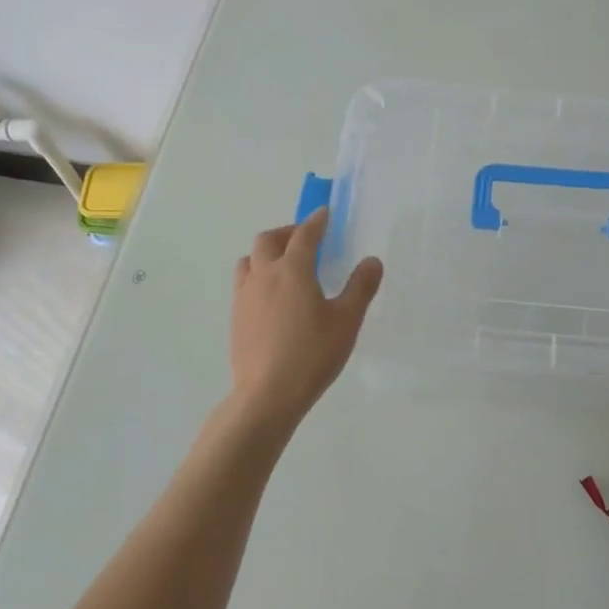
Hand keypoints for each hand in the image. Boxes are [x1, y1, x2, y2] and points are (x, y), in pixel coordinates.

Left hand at [229, 209, 382, 425]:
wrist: (268, 394)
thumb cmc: (313, 354)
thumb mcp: (347, 321)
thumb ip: (361, 287)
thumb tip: (372, 261)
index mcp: (293, 270)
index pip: (305, 235)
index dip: (317, 221)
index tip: (325, 213)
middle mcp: (264, 275)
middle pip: (268, 240)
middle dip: (287, 232)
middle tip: (305, 238)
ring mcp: (245, 296)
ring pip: (250, 260)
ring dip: (266, 253)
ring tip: (284, 265)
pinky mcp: (236, 317)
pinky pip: (244, 283)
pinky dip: (258, 276)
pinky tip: (272, 297)